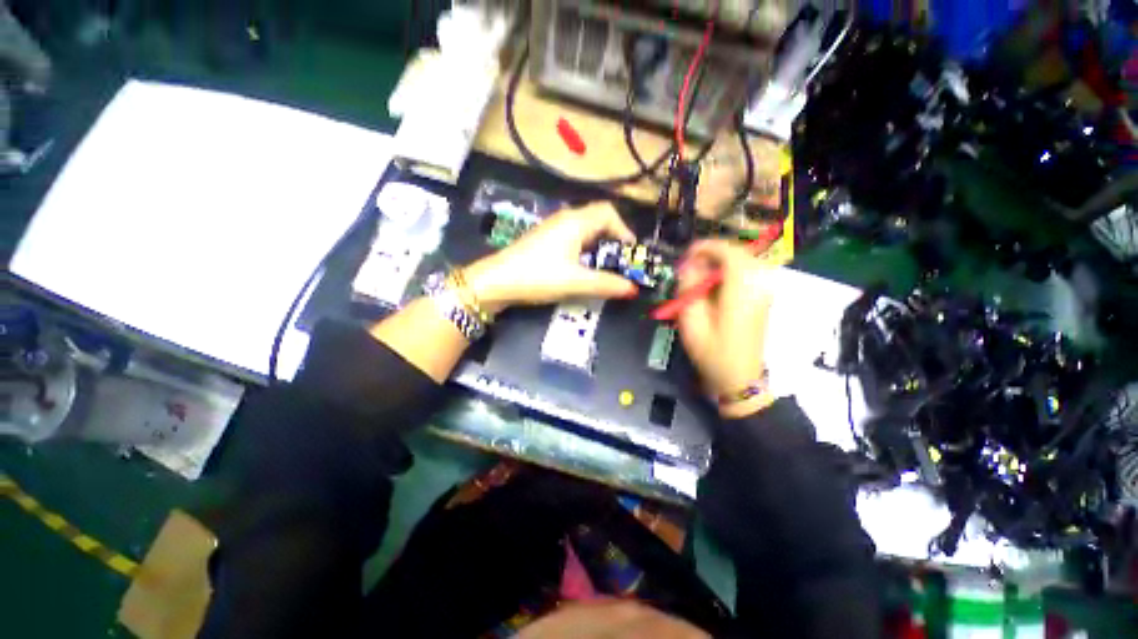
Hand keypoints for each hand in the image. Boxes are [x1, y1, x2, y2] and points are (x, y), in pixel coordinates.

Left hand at [465, 202, 639, 310]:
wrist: (498, 281)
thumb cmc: (538, 276)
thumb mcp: (576, 282)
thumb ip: (606, 284)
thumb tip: (632, 289)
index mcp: (576, 222)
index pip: (608, 212)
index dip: (624, 230)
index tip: (630, 253)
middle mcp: (565, 219)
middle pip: (598, 218)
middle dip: (613, 237)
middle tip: (620, 260)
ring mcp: (553, 228)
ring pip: (585, 228)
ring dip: (599, 244)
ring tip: (605, 265)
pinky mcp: (545, 239)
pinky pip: (573, 237)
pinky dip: (585, 248)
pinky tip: (583, 266)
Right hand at [675, 240, 772, 418]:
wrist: (740, 378)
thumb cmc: (712, 352)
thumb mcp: (691, 321)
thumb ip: (688, 288)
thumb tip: (688, 265)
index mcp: (741, 289)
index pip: (729, 251)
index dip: (706, 247)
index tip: (686, 255)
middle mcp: (759, 284)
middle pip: (739, 252)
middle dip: (713, 253)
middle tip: (691, 265)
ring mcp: (765, 291)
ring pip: (745, 260)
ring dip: (721, 261)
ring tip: (700, 274)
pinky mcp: (764, 297)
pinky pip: (749, 272)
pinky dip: (731, 270)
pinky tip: (716, 284)